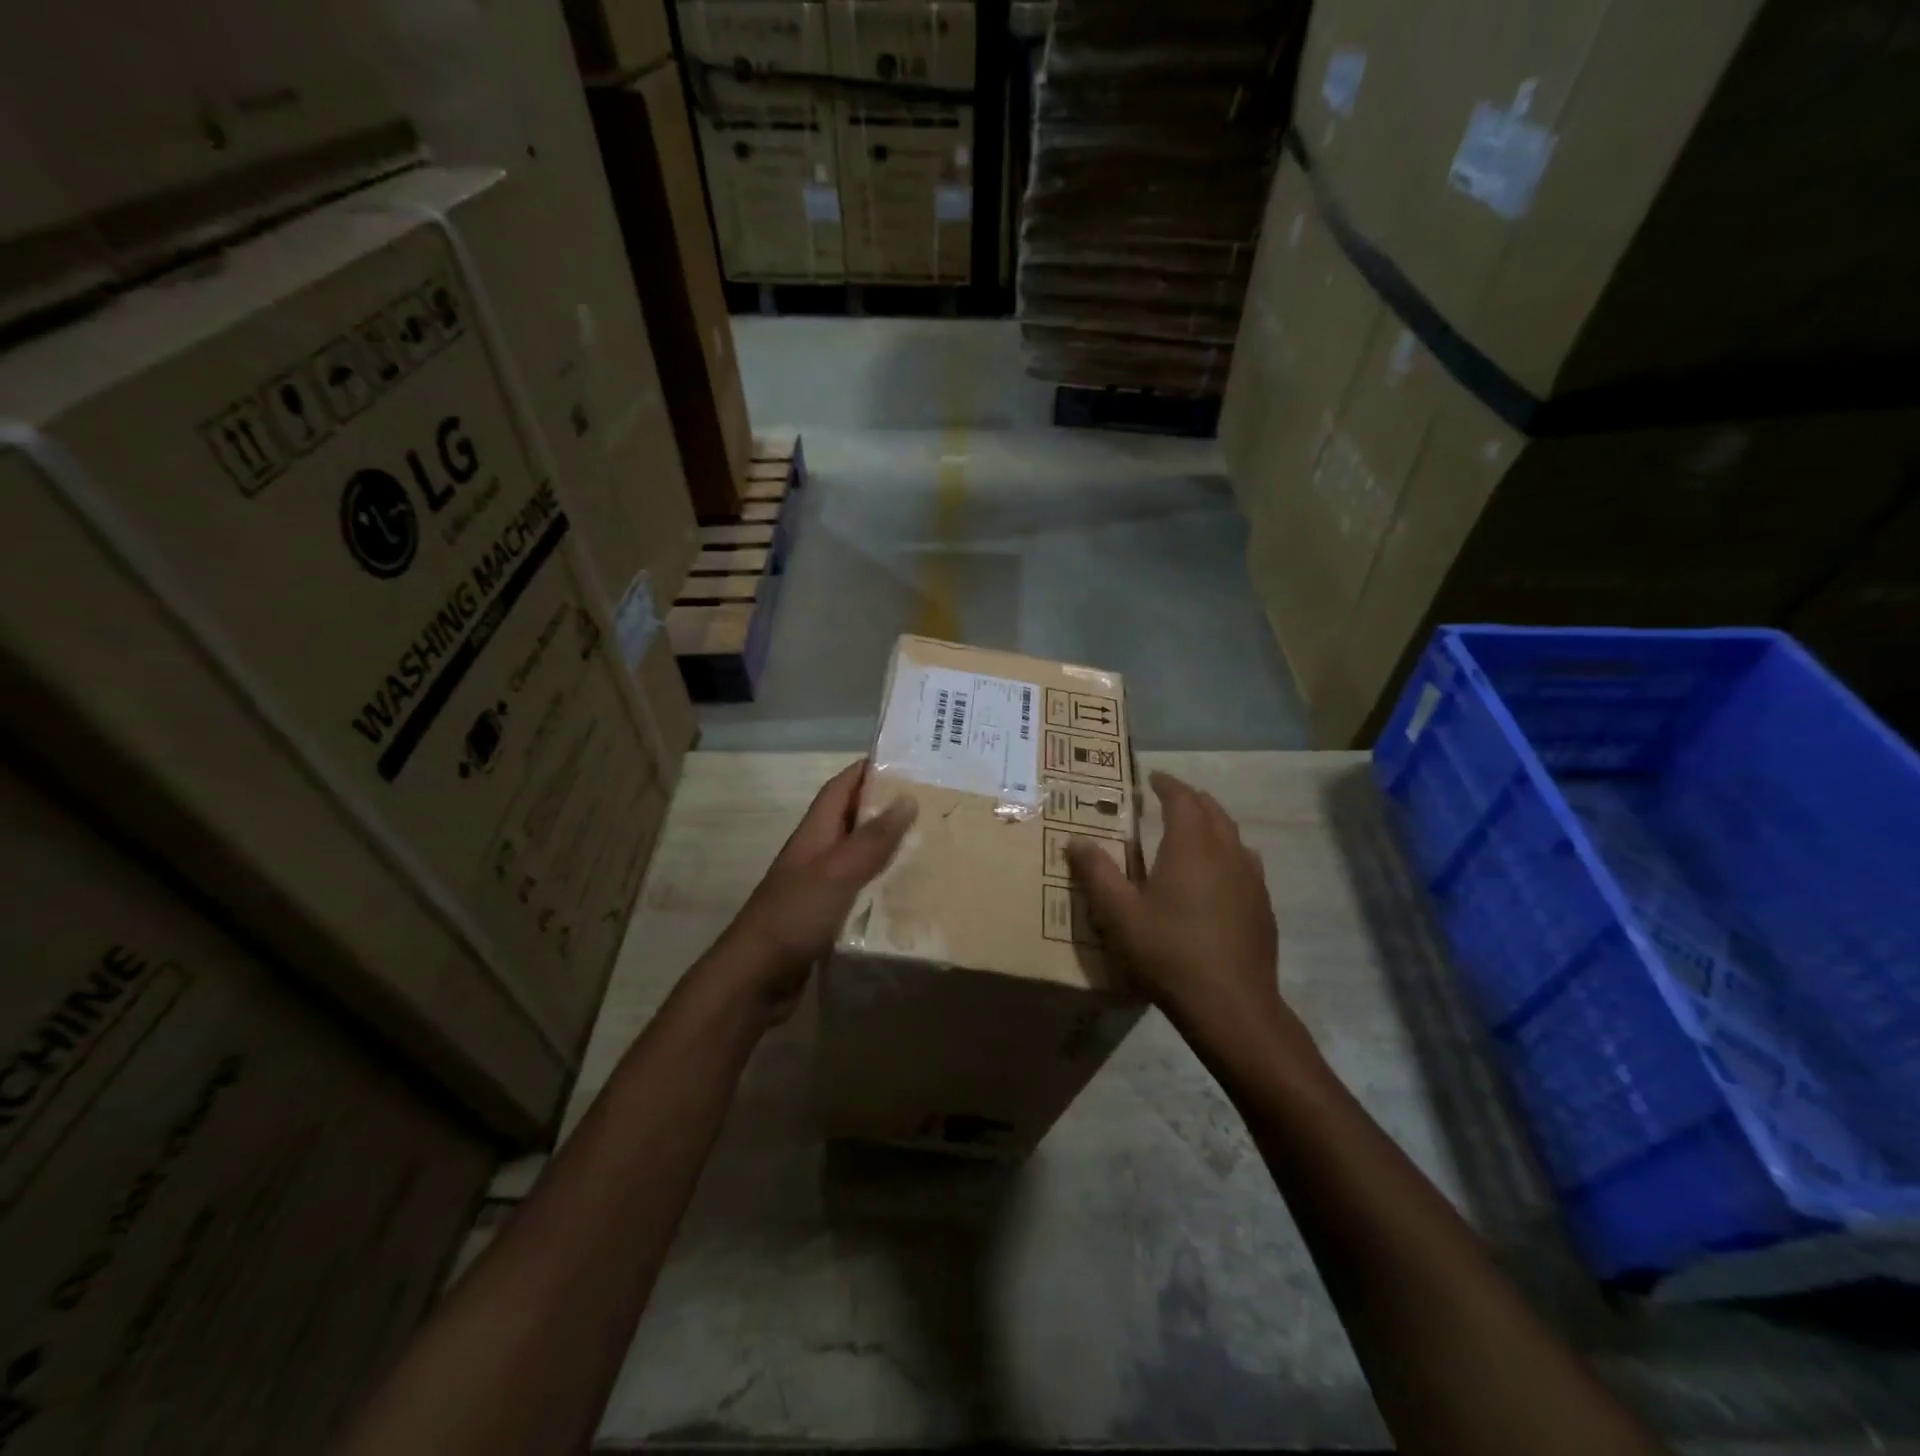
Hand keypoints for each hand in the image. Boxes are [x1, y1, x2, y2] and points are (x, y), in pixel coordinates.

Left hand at [712, 759, 916, 1024]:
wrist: (755, 979)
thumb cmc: (794, 917)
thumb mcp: (837, 872)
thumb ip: (871, 839)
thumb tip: (907, 799)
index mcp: (814, 834)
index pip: (840, 788)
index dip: (867, 769)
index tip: (904, 759)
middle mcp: (816, 854)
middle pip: (852, 820)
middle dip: (886, 807)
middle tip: (931, 803)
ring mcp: (818, 887)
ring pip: (858, 857)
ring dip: (887, 848)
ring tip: (929, 844)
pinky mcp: (824, 917)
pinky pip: (859, 891)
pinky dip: (881, 886)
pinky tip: (908, 894)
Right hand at [1068, 772, 1303, 1054]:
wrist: (1231, 1005)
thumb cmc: (1168, 953)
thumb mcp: (1119, 914)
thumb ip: (1096, 873)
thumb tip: (1075, 840)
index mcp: (1191, 846)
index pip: (1183, 799)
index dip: (1168, 784)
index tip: (1153, 779)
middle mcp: (1226, 852)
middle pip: (1212, 810)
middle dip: (1191, 799)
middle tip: (1168, 800)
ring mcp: (1251, 878)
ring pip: (1233, 835)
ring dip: (1212, 824)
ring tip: (1191, 832)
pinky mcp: (1262, 904)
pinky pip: (1245, 862)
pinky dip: (1227, 852)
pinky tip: (1216, 875)